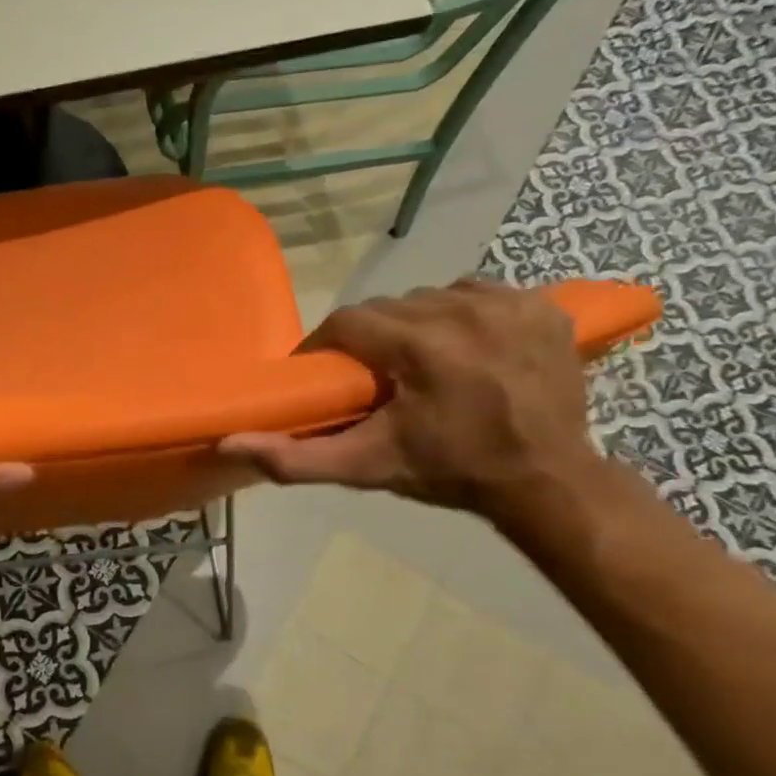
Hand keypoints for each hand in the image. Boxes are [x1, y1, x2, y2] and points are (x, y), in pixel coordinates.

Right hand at [220, 281, 598, 518]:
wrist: (546, 482)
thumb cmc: (449, 472)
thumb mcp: (366, 468)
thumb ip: (295, 457)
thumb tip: (229, 442)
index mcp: (418, 344)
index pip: (347, 322)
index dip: (326, 347)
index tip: (325, 375)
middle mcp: (461, 309)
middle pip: (387, 308)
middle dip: (371, 340)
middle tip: (372, 378)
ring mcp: (507, 302)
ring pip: (429, 297)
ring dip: (413, 325)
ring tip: (417, 364)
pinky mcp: (540, 305)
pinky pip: (476, 293)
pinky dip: (460, 315)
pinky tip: (464, 348)